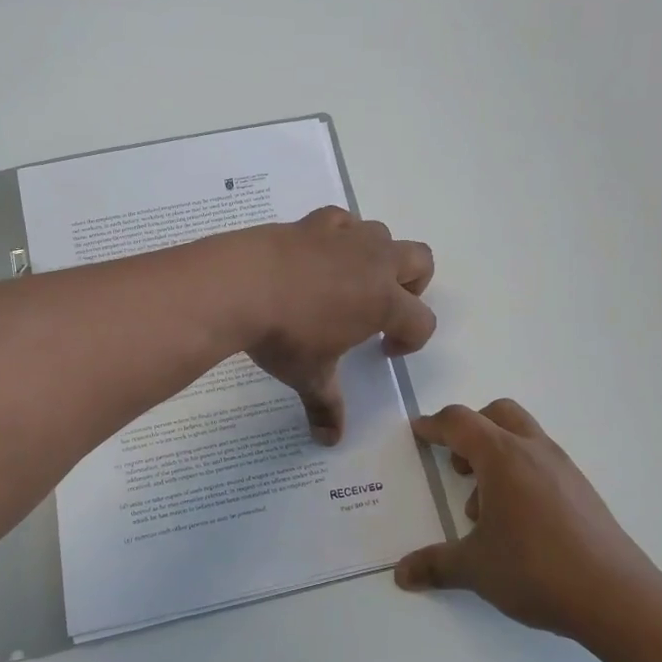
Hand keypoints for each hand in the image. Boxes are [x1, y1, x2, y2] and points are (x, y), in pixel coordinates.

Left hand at [235, 207, 435, 443]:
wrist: (240, 285)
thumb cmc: (284, 337)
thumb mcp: (308, 376)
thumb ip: (326, 406)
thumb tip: (329, 441)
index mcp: (383, 303)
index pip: (421, 321)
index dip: (410, 340)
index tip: (384, 352)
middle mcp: (373, 263)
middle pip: (420, 261)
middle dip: (412, 285)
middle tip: (383, 309)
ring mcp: (344, 238)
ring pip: (382, 234)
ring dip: (377, 256)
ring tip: (348, 280)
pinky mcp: (313, 222)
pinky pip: (342, 220)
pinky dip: (341, 234)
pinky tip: (321, 252)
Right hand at [394, 398, 659, 639]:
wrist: (617, 597)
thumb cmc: (536, 570)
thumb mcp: (475, 568)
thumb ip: (435, 564)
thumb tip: (402, 574)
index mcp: (502, 457)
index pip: (460, 423)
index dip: (434, 425)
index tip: (419, 431)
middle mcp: (534, 451)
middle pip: (498, 413)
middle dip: (471, 429)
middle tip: (457, 464)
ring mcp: (564, 469)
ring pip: (524, 437)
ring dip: (497, 455)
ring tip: (485, 506)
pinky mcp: (583, 491)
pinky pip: (543, 463)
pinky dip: (522, 474)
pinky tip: (518, 522)